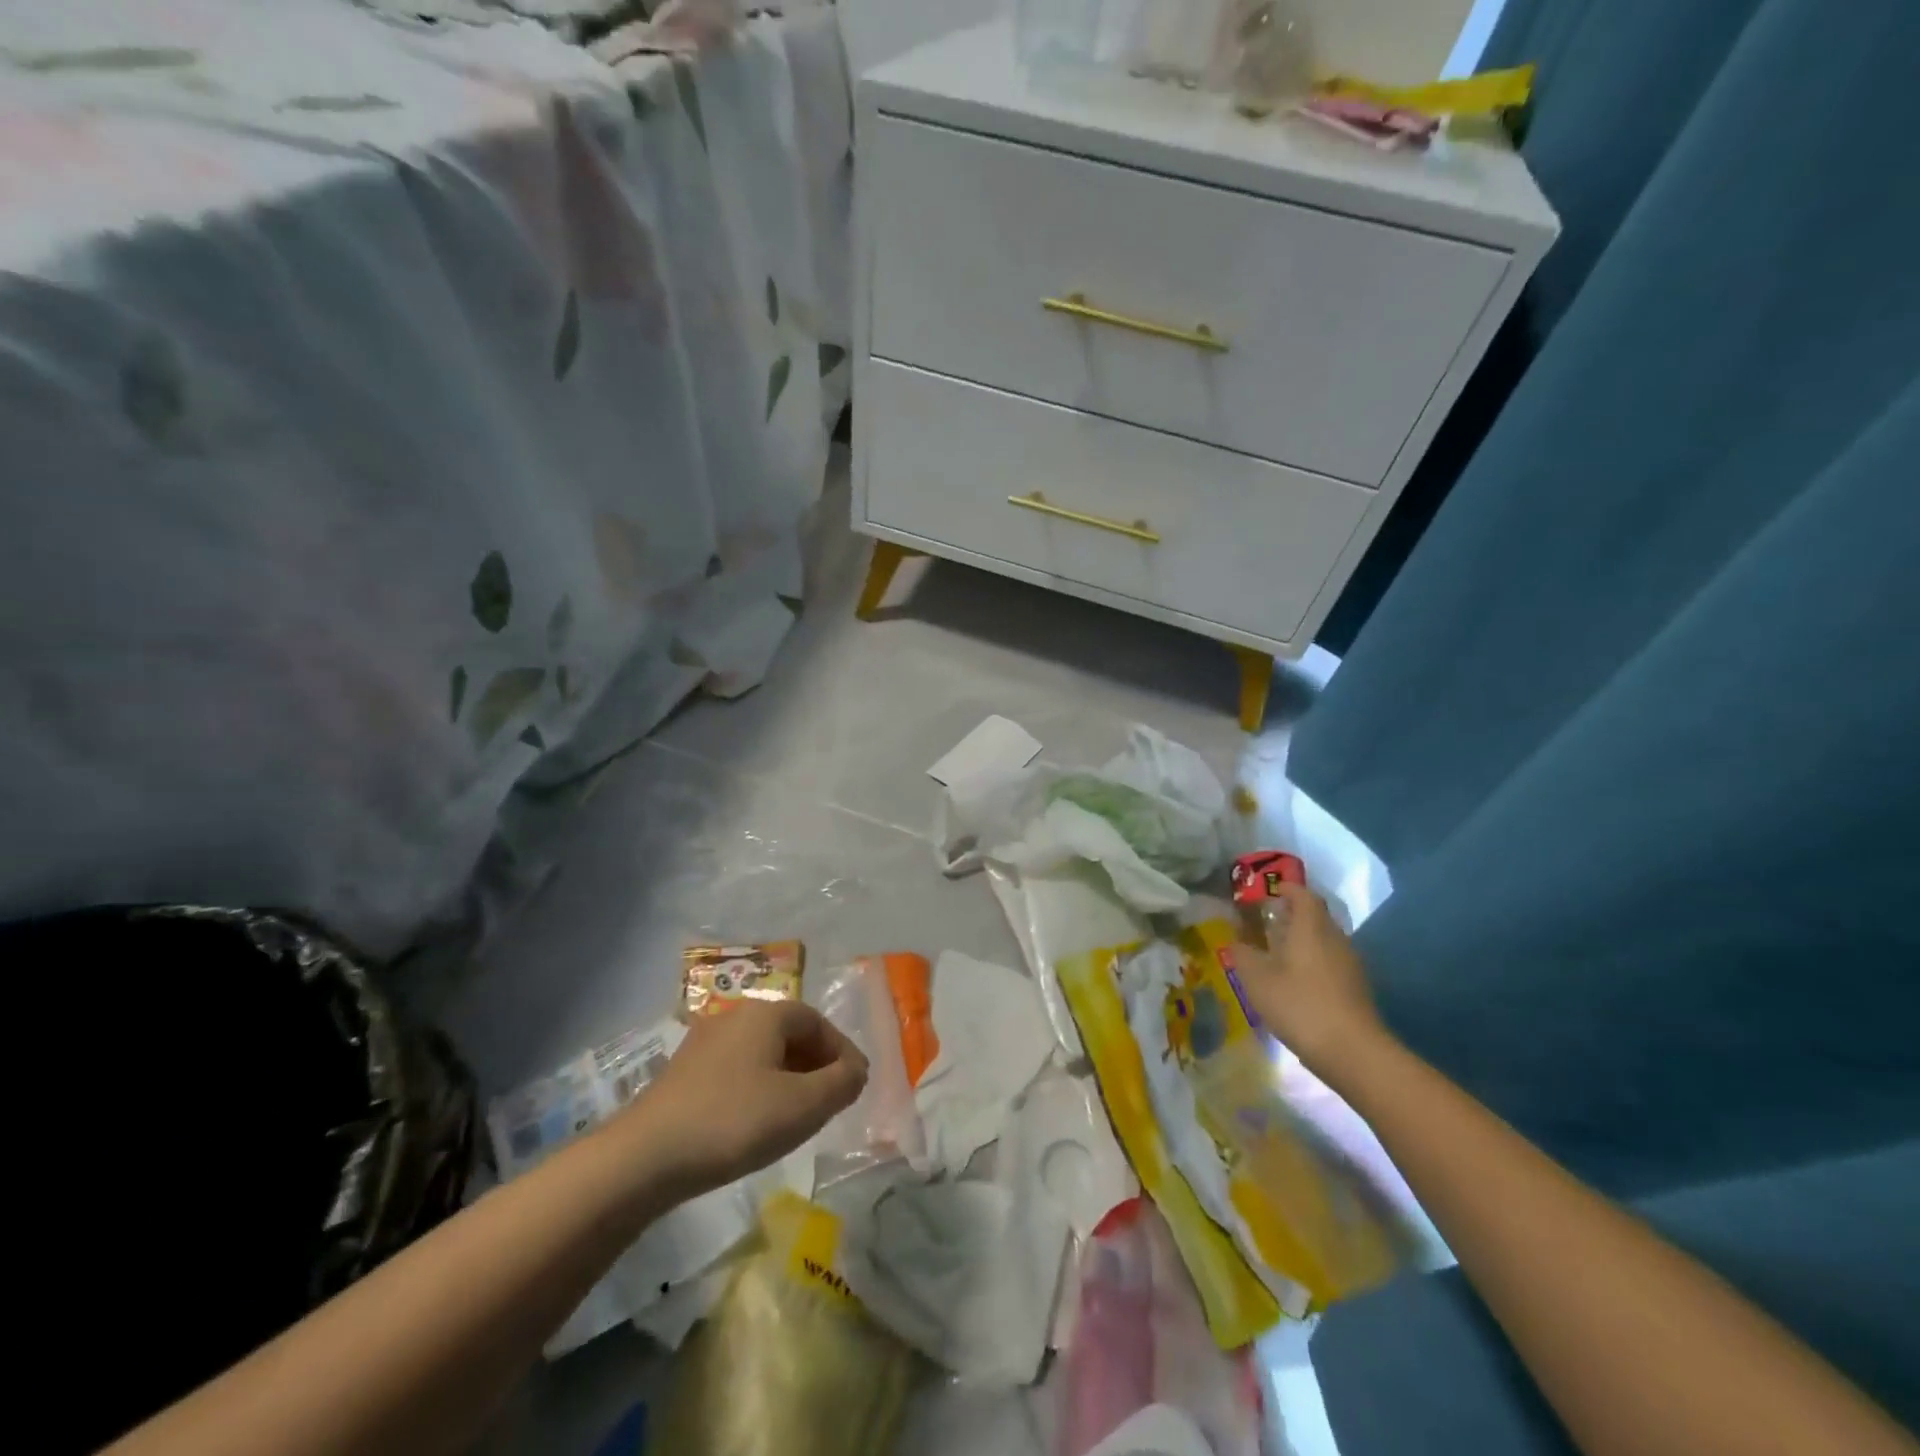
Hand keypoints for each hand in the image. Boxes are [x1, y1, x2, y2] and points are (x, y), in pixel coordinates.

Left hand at [618, 1000, 867, 1198]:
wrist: (644, 1157)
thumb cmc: (734, 1121)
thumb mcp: (803, 1106)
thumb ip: (841, 1083)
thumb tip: (857, 1070)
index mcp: (766, 1013)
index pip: (819, 1022)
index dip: (842, 1052)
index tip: (855, 1086)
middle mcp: (736, 1016)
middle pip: (790, 1033)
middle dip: (817, 1065)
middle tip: (831, 1101)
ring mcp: (705, 1042)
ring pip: (763, 1053)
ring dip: (788, 1078)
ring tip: (798, 1115)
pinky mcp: (685, 1072)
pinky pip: (738, 1070)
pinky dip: (759, 1088)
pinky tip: (756, 1122)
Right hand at [1231, 882, 1388, 1080]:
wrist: (1354, 1053)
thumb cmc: (1299, 1005)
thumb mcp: (1257, 979)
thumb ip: (1242, 954)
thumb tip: (1236, 941)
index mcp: (1311, 927)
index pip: (1303, 894)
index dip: (1286, 889)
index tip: (1267, 892)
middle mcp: (1335, 938)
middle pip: (1315, 916)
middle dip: (1291, 916)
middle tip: (1265, 924)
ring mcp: (1350, 964)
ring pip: (1324, 941)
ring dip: (1302, 941)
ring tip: (1276, 955)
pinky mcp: (1356, 988)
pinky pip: (1331, 963)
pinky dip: (1312, 963)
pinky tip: (1296, 984)